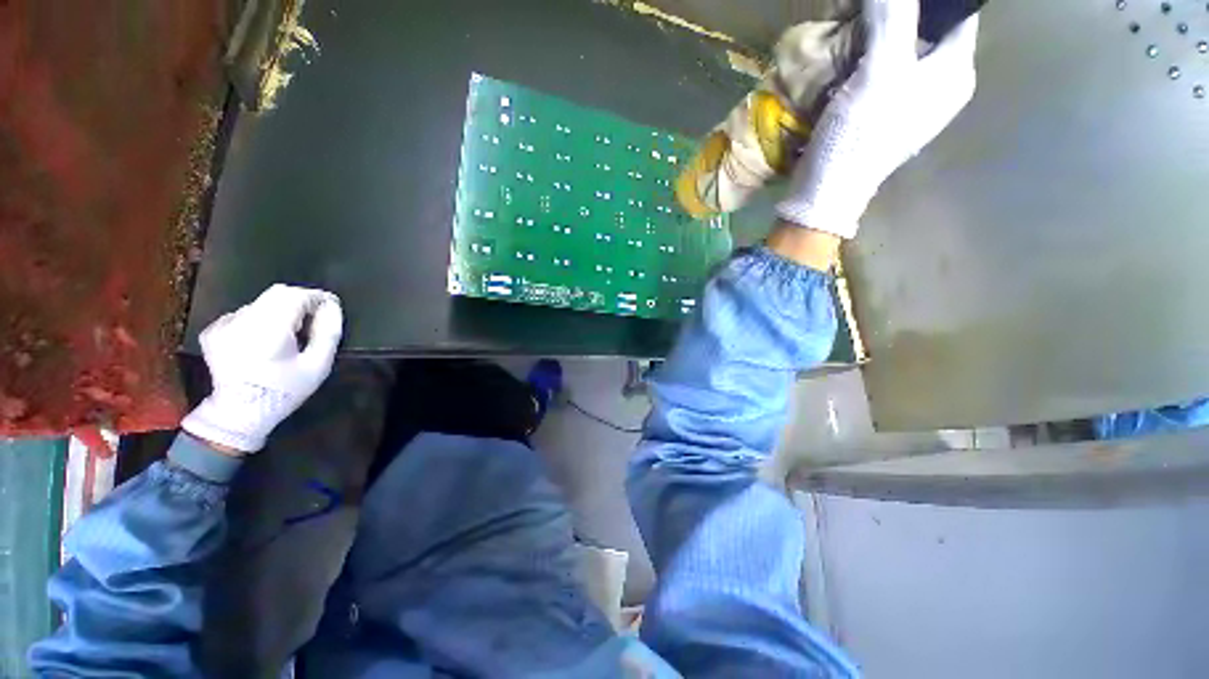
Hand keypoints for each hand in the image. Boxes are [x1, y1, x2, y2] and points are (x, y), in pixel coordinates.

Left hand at [182, 284, 343, 453]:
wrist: (239, 413)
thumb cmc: (285, 390)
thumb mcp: (318, 365)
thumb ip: (328, 333)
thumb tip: (332, 306)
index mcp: (269, 329)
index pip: (296, 296)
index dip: (317, 297)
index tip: (331, 306)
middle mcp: (243, 321)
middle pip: (277, 294)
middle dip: (300, 301)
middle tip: (312, 320)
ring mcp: (224, 325)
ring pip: (261, 303)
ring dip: (279, 311)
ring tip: (288, 334)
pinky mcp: (214, 331)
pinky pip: (244, 314)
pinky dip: (259, 320)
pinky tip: (263, 340)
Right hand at [776, 0, 979, 238]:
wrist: (826, 191)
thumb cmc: (859, 137)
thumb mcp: (881, 72)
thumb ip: (894, 16)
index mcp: (955, 71)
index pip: (955, 11)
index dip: (926, 0)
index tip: (888, 0)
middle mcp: (939, 83)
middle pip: (925, 27)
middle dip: (894, 12)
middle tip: (863, 9)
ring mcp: (909, 100)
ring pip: (899, 46)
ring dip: (874, 33)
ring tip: (849, 26)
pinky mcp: (881, 113)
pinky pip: (879, 69)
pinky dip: (863, 56)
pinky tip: (844, 55)